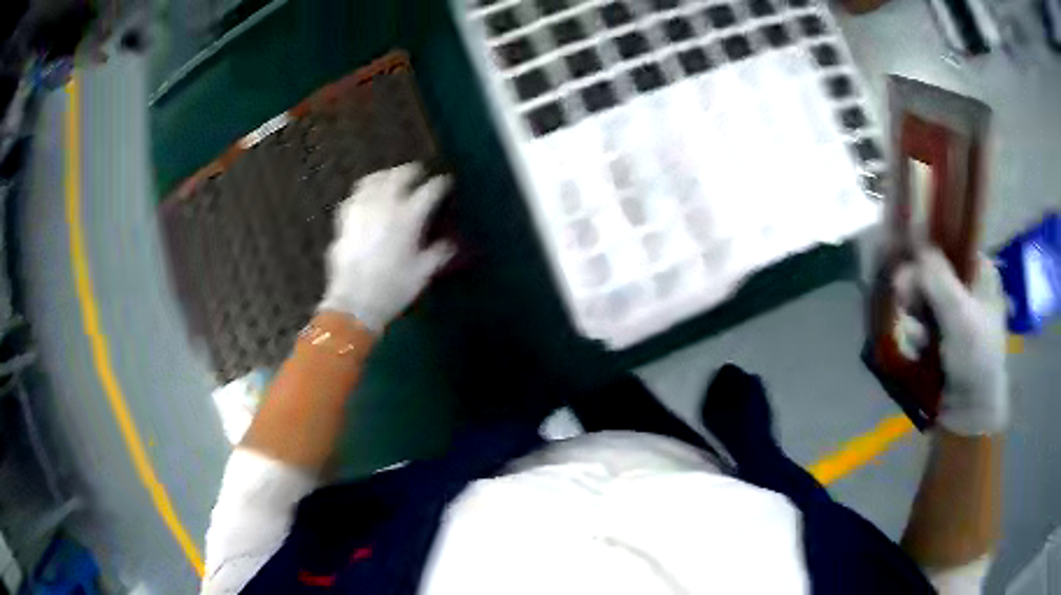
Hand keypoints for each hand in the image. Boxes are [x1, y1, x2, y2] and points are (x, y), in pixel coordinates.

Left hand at [318, 163, 454, 332]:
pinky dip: (363, 193)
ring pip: (373, 181)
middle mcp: (385, 207)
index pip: (429, 191)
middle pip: (399, 176)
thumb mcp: (422, 274)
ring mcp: (362, 211)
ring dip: (385, 176)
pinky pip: (354, 197)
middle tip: (418, 174)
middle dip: (411, 172)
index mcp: (409, 218)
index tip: (445, 183)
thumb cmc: (393, 290)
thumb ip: (437, 254)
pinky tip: (366, 198)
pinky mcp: (345, 221)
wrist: (354, 303)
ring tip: (390, 179)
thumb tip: (448, 244)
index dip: (440, 184)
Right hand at [900, 249, 1008, 434]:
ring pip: (925, 297)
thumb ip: (939, 279)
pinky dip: (918, 333)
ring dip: (916, 313)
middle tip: (905, 298)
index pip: (951, 243)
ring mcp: (956, 312)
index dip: (928, 248)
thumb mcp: (960, 316)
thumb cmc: (976, 358)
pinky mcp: (943, 335)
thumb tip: (916, 241)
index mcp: (981, 271)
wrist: (971, 413)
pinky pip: (923, 322)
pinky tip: (919, 348)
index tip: (910, 261)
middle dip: (918, 286)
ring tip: (917, 335)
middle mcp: (969, 286)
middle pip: (934, 270)